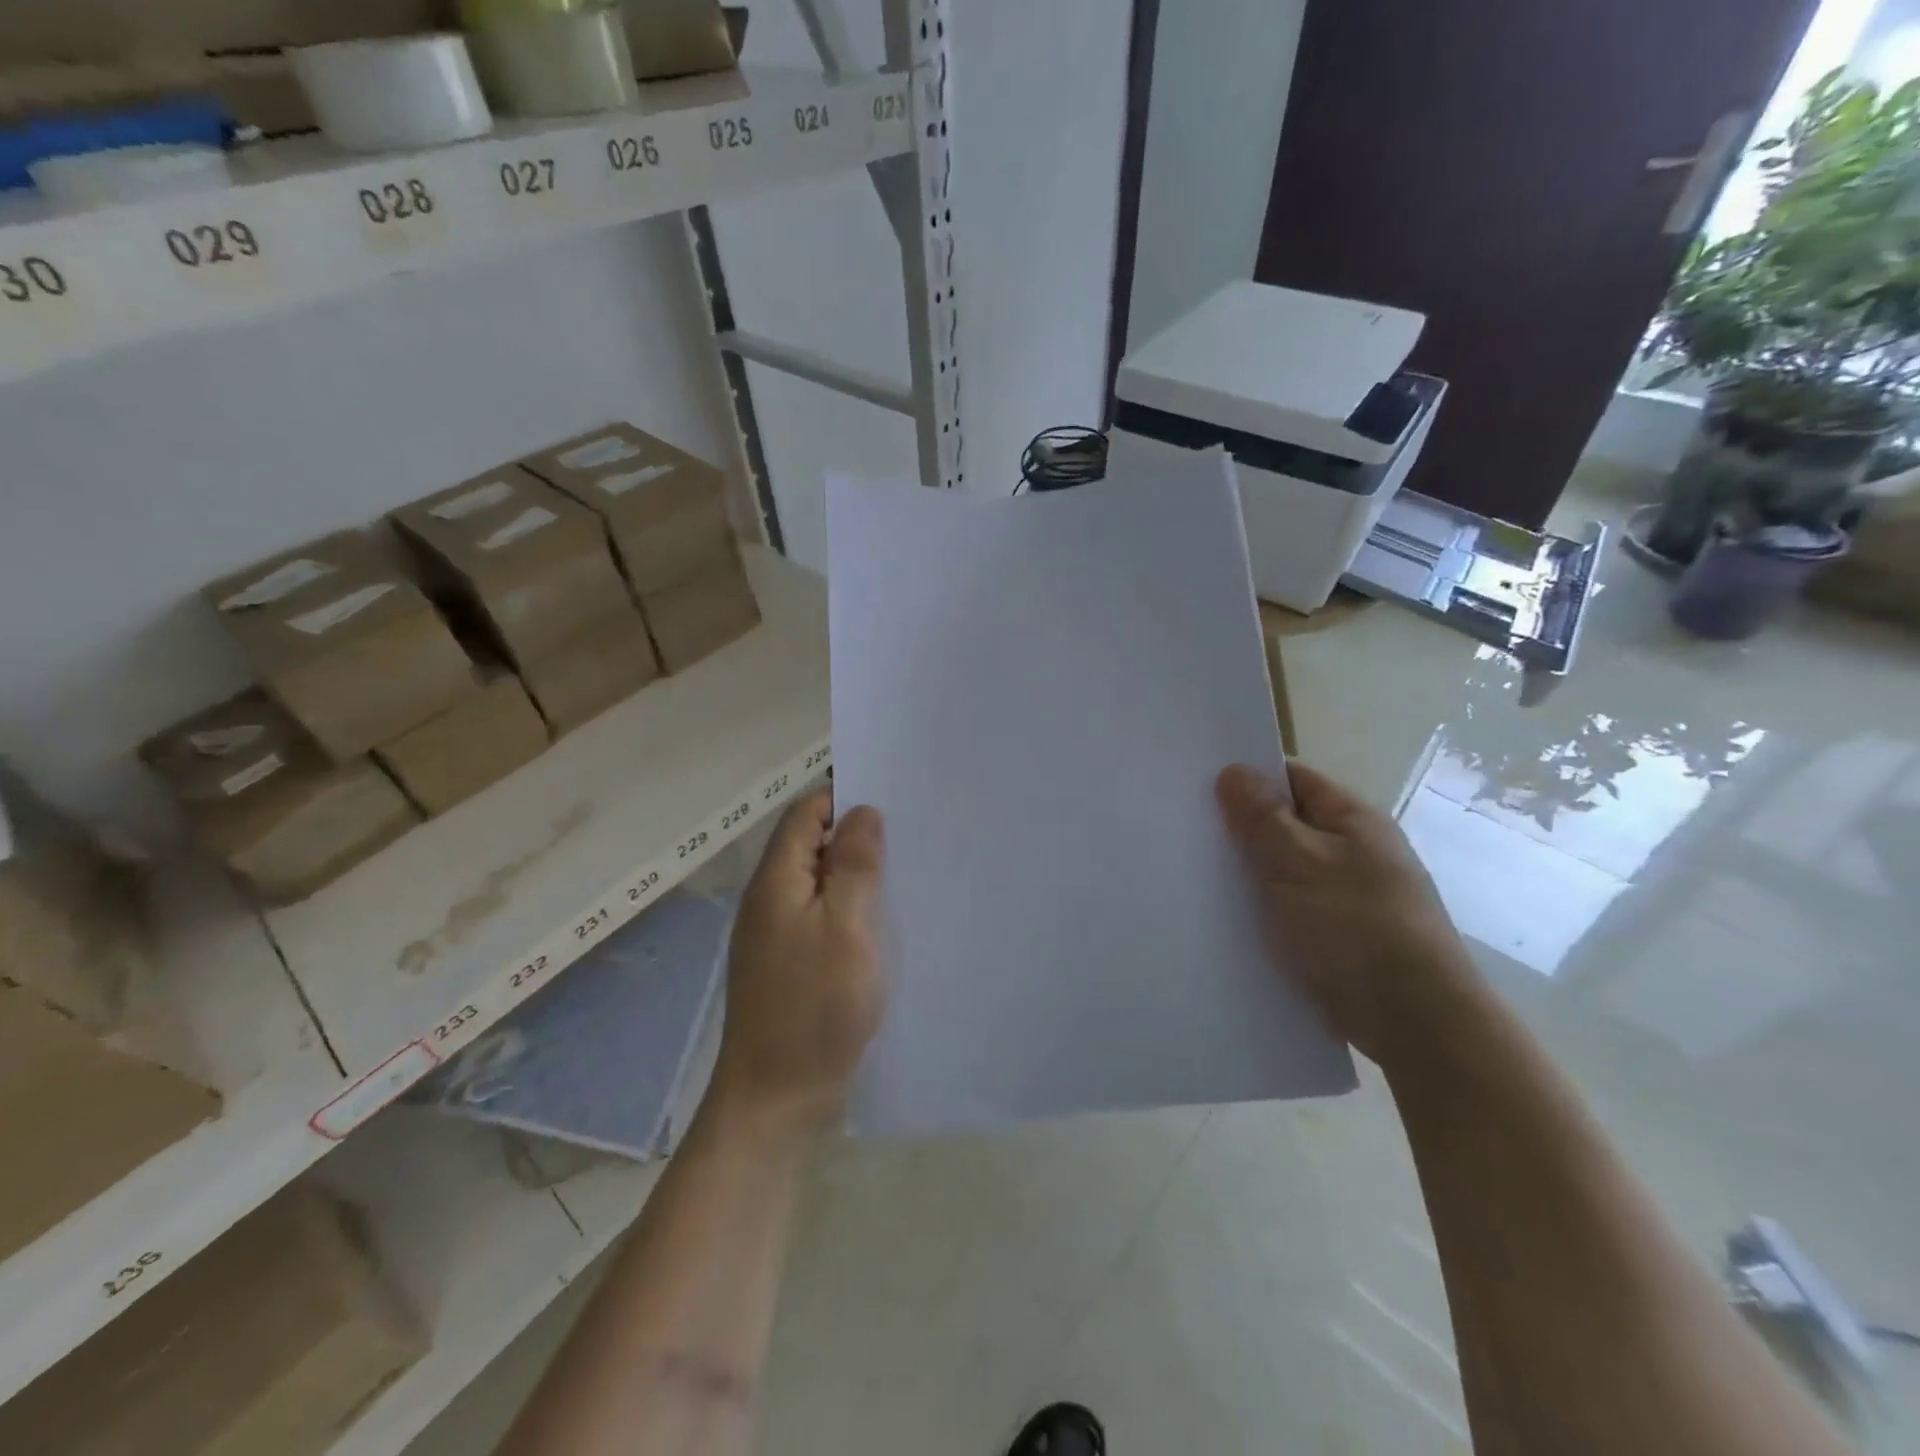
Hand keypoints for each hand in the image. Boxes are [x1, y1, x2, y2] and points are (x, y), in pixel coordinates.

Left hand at [708, 792, 885, 1143]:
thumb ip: (853, 865)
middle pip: (812, 846)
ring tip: (907, 874)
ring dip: (858, 876)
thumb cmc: (814, 1007)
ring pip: (821, 884)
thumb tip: (862, 811)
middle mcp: (770, 901)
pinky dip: (852, 910)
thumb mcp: (845, 927)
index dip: (844, 798)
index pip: (806, 814)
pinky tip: (885, 922)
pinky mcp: (791, 965)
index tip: (893, 802)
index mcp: (775, 882)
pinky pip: (823, 918)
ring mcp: (778, 936)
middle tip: (912, 837)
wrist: (776, 1100)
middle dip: (858, 837)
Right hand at [1216, 760, 1480, 1068]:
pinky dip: (1260, 910)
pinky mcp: (1338, 937)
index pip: (1292, 778)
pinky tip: (1224, 920)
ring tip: (1192, 875)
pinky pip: (1288, 909)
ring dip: (1247, 873)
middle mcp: (1353, 851)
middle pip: (1284, 824)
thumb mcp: (1299, 862)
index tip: (1195, 785)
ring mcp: (1347, 896)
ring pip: (1283, 870)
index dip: (1246, 777)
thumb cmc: (1355, 928)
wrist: (1416, 1024)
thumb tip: (1234, 770)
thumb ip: (1262, 817)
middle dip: (1239, 828)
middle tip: (1184, 832)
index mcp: (1352, 820)